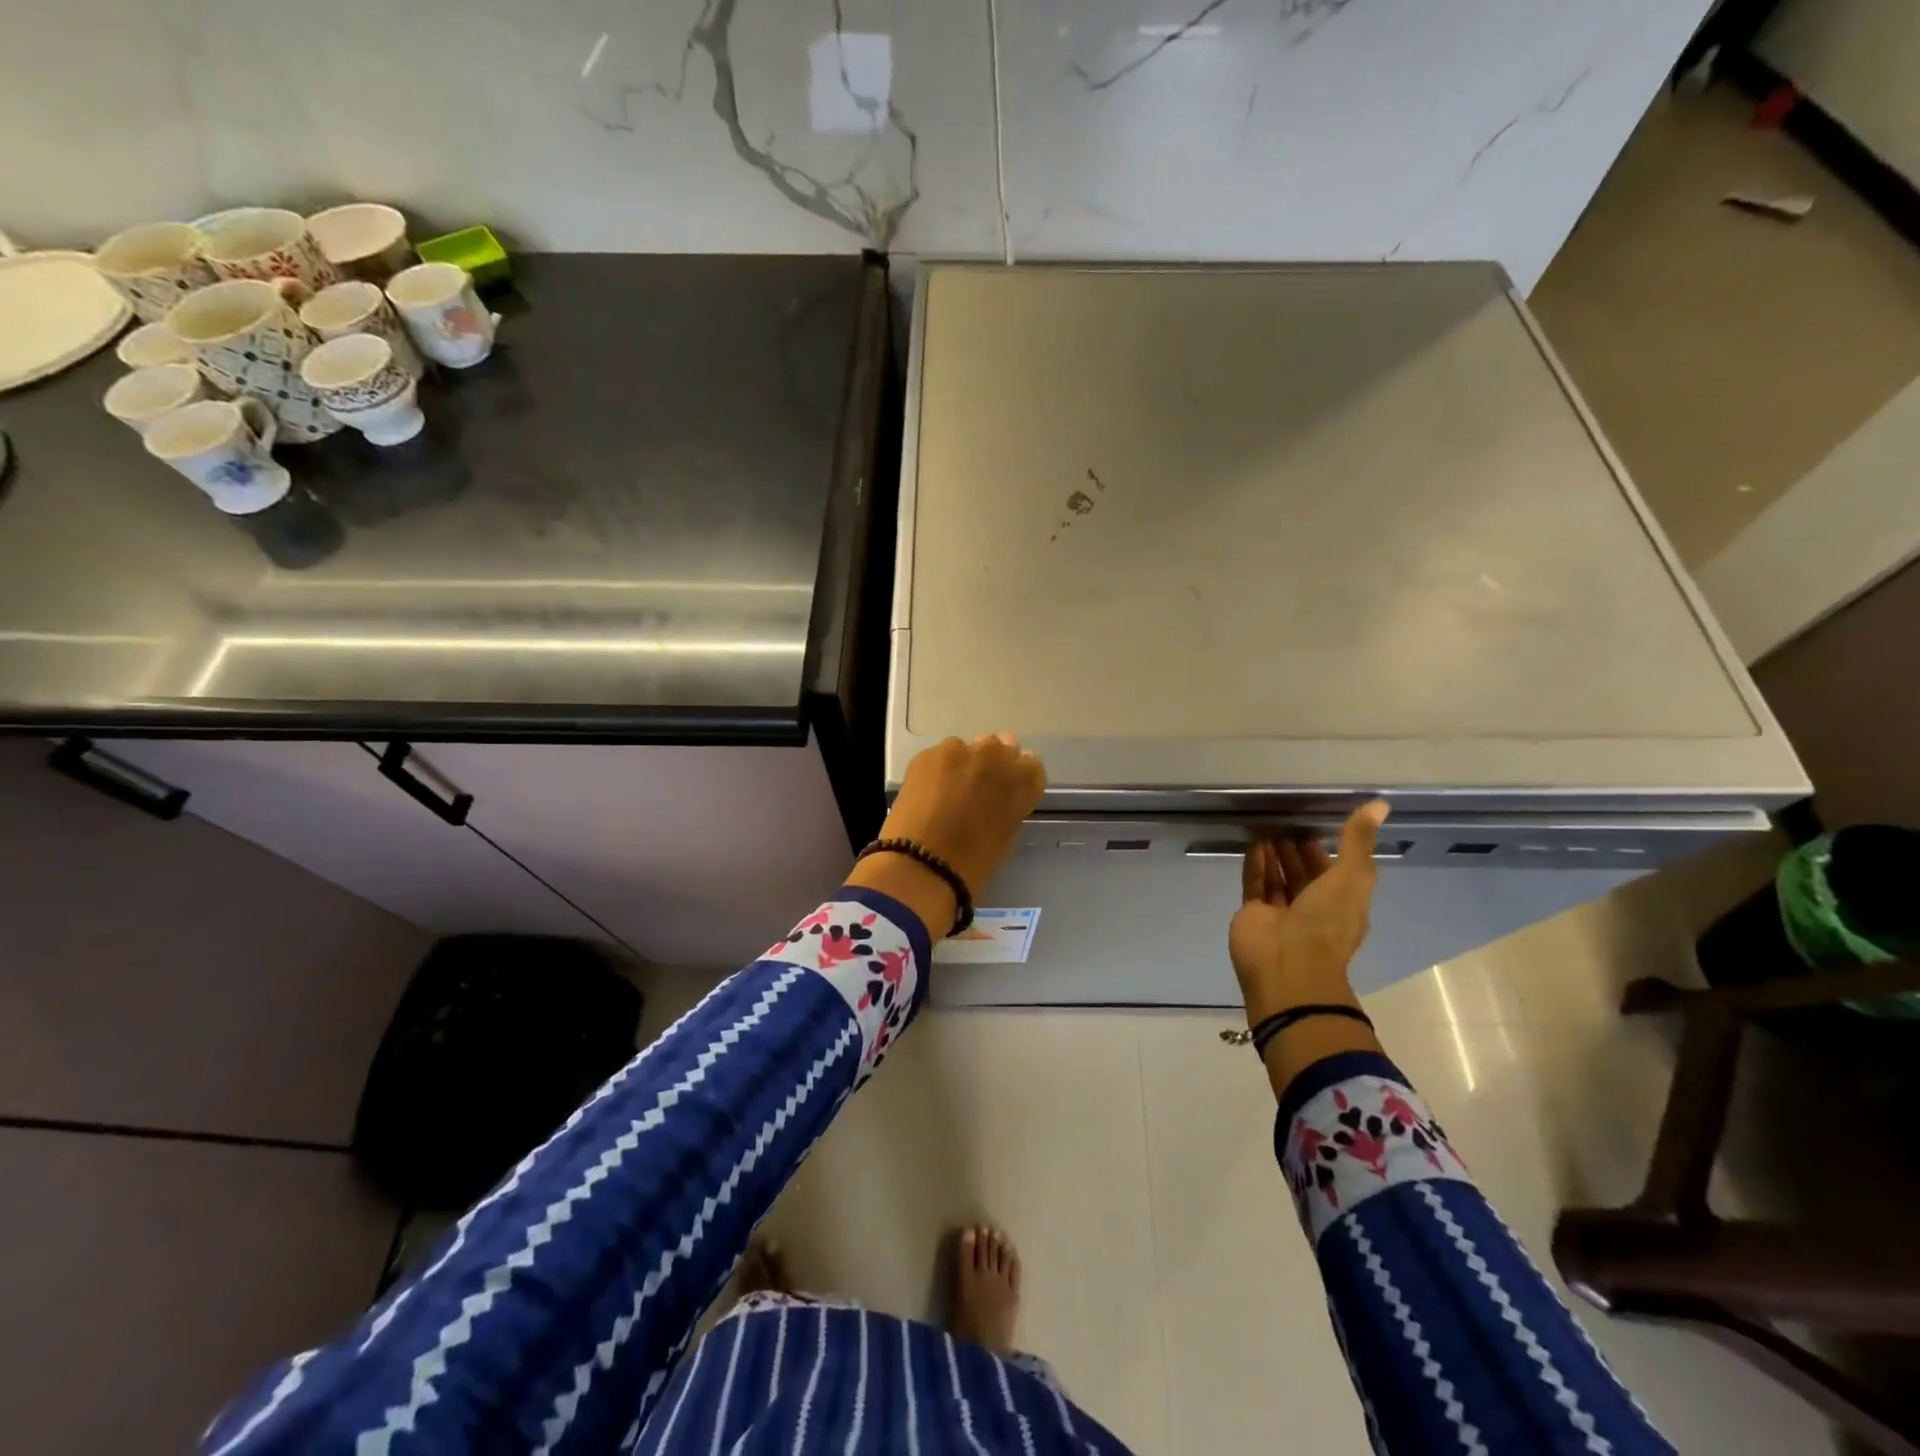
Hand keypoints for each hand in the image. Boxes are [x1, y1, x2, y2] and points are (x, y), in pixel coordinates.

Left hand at [847, 734, 1045, 934]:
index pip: (1030, 765)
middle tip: (976, 787)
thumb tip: (999, 797)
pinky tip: (928, 793)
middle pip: (999, 747)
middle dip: (991, 763)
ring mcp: (959, 751)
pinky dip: (937, 771)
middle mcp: (994, 756)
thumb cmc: (973, 862)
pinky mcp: (927, 754)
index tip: (1006, 789)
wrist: (922, 863)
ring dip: (962, 765)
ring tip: (947, 792)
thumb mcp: (1006, 835)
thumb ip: (1009, 806)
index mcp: (1022, 781)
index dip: (1017, 776)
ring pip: (965, 749)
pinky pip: (938, 757)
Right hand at [1229, 801, 1389, 1027]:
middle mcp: (1312, 908)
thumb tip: (1380, 803)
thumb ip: (1358, 840)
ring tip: (1265, 824)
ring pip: (1278, 877)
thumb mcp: (1350, 877)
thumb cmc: (1326, 922)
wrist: (1287, 965)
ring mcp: (1281, 912)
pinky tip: (1253, 841)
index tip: (1313, 823)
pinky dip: (1255, 863)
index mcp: (1342, 904)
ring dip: (1274, 853)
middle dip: (1295, 849)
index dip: (1324, 849)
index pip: (1334, 872)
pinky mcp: (1253, 913)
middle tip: (1284, 819)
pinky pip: (1255, 883)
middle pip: (1303, 874)